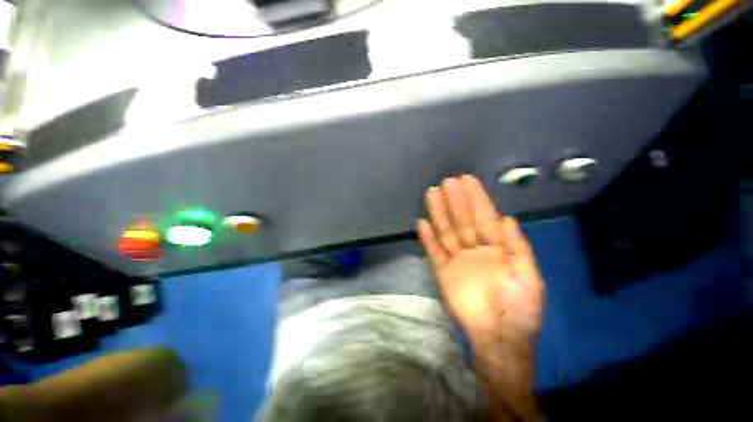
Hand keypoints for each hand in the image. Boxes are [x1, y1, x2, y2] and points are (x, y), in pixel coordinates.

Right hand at [418, 175, 544, 348]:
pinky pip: (434, 251)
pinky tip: (422, 223)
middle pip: (463, 220)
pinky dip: (428, 238)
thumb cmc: (519, 309)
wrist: (497, 337)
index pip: (485, 217)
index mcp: (498, 248)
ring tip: (432, 194)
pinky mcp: (443, 271)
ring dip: (439, 213)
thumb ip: (518, 247)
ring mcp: (458, 259)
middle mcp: (475, 249)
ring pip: (446, 231)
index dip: (477, 198)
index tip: (467, 180)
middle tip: (447, 181)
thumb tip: (508, 219)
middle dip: (456, 200)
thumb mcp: (529, 278)